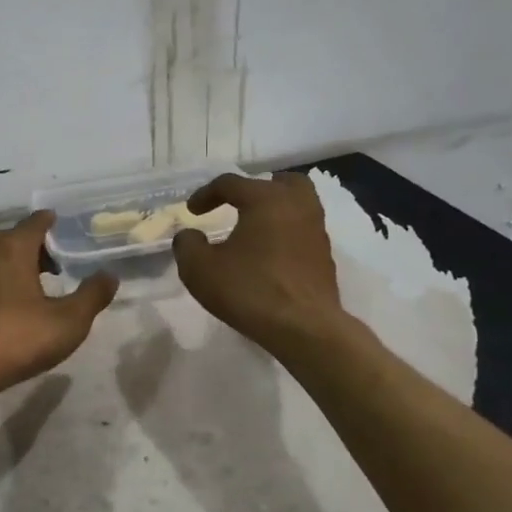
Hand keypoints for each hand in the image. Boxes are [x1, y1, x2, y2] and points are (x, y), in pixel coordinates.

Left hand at [0, 212, 117, 400]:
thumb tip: (109, 275)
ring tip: (11, 286)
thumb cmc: (16, 338)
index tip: (54, 222)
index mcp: (11, 250)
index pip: (33, 224)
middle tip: (40, 261)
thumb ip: (91, 297)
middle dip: (21, 244)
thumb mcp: (68, 322)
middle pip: (2, 238)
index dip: (47, 222)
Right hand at [173, 172, 343, 350]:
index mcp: (266, 200)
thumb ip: (187, 245)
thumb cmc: (249, 290)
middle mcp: (297, 206)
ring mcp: (316, 231)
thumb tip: (189, 235)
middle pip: (280, 182)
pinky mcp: (324, 257)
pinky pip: (302, 232)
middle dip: (256, 189)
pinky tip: (268, 255)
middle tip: (237, 204)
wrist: (304, 328)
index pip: (232, 183)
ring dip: (274, 211)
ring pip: (298, 205)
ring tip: (252, 230)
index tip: (191, 212)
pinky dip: (285, 234)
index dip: (206, 194)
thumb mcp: (199, 269)